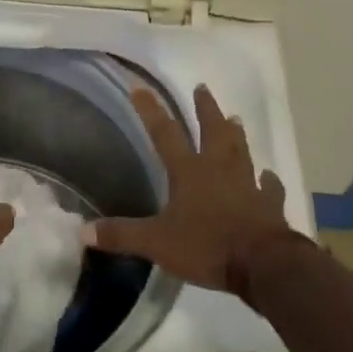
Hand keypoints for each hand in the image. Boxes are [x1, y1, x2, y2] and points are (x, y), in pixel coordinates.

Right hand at [83, 84, 303, 295]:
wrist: (263, 263)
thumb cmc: (207, 246)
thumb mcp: (157, 243)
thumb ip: (122, 235)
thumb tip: (83, 231)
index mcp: (188, 172)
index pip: (164, 133)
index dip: (150, 111)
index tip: (140, 87)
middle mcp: (218, 168)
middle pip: (211, 130)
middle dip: (205, 108)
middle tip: (202, 88)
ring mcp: (247, 183)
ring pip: (240, 150)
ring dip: (236, 134)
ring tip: (235, 118)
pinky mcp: (269, 203)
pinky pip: (269, 187)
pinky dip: (268, 180)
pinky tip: (268, 176)